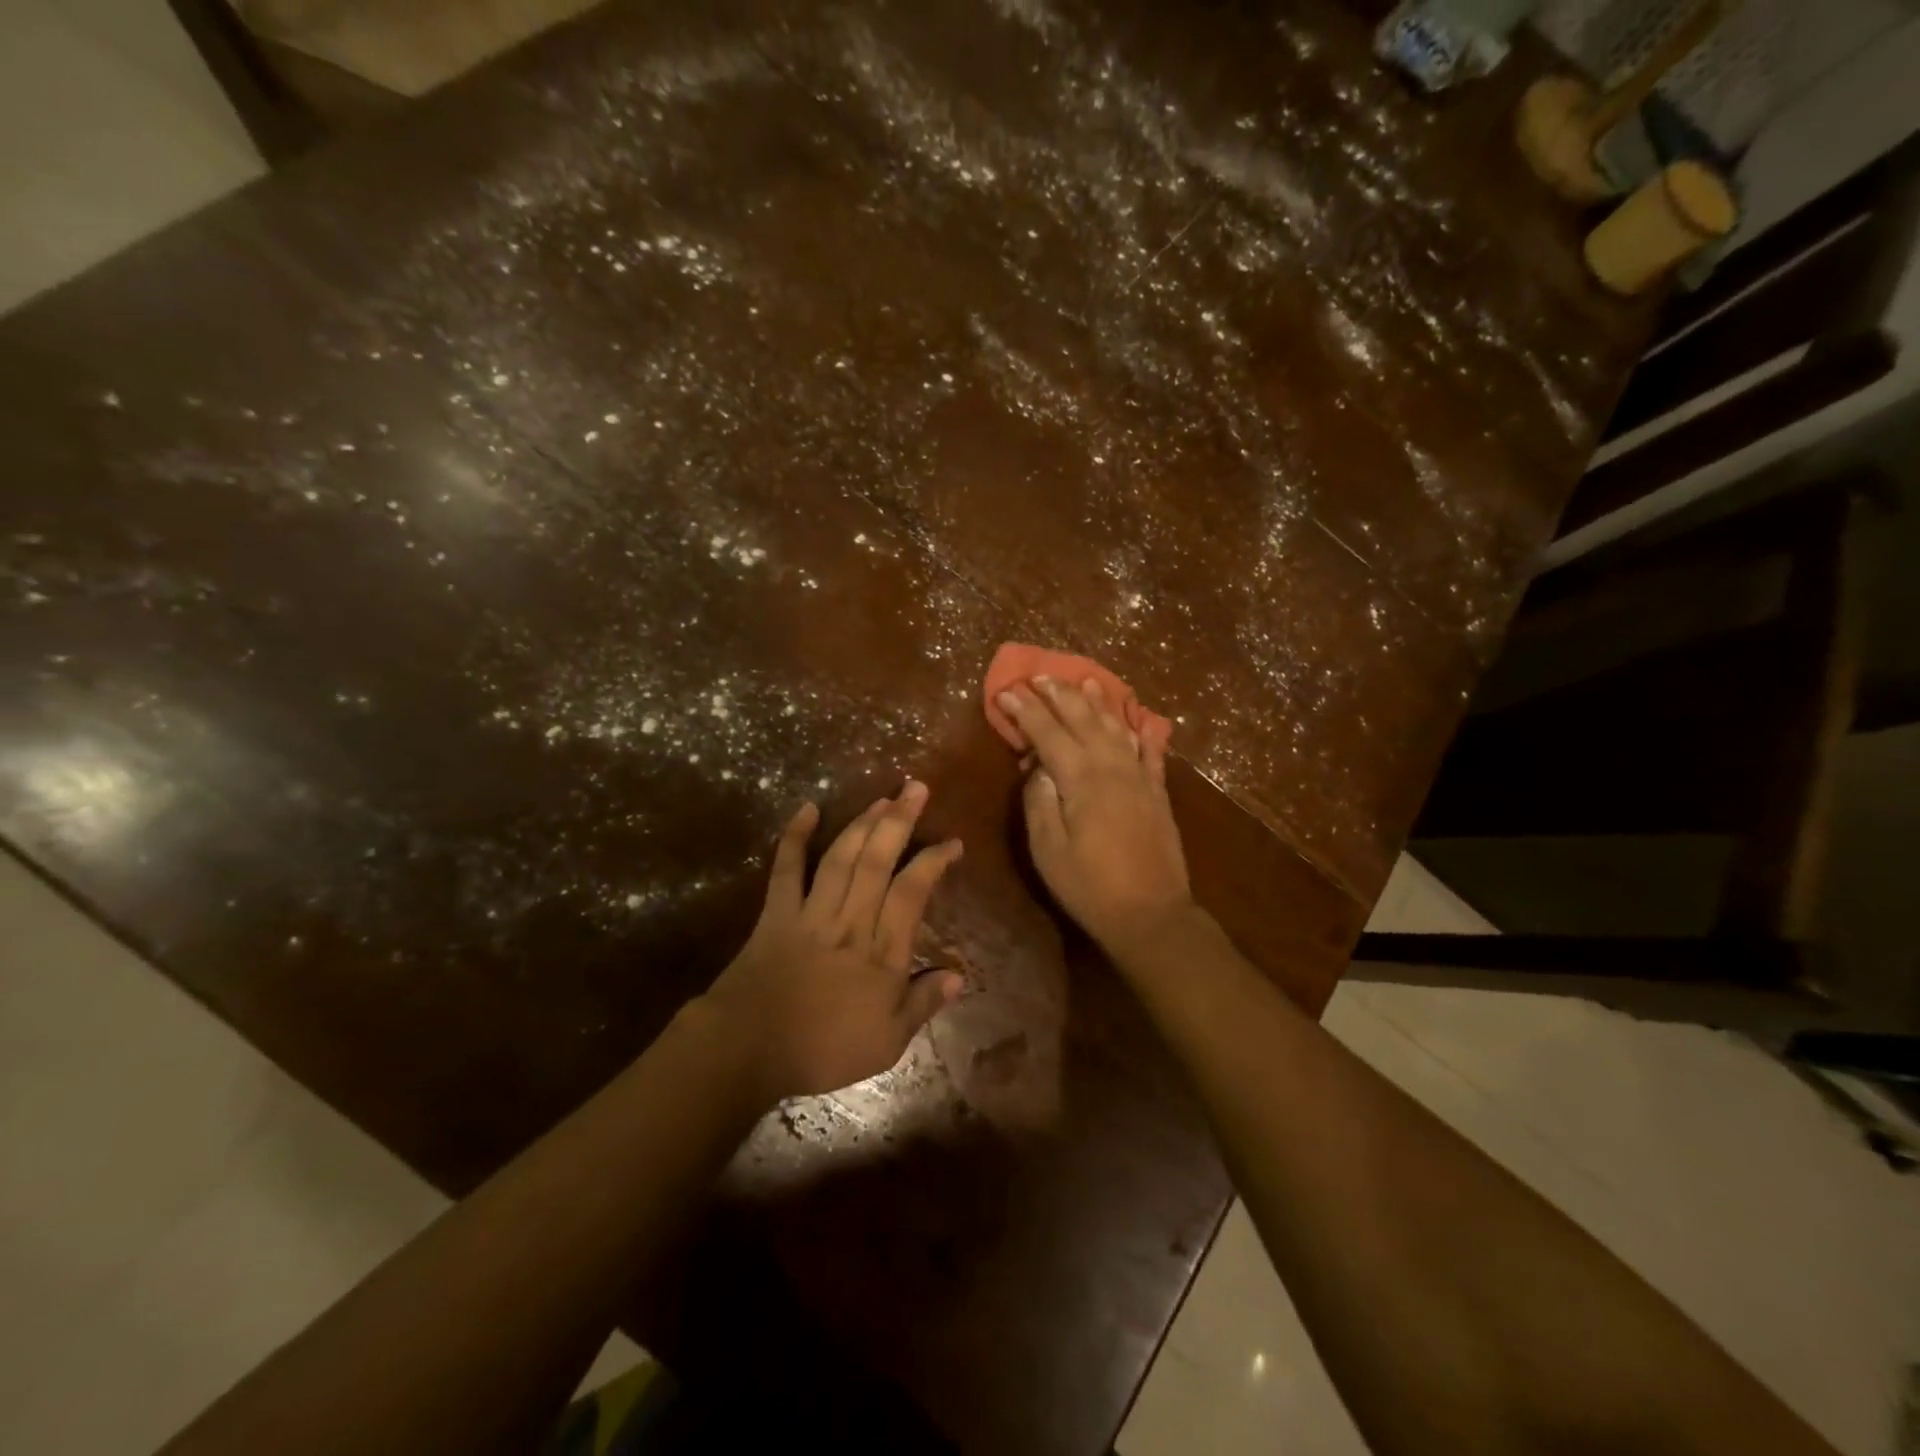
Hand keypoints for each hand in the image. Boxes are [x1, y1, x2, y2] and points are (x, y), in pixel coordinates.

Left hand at [701, 781, 964, 1101]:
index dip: (933, 862)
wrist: (749, 1049)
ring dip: (862, 823)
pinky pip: (787, 869)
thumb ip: (922, 1004)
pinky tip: (807, 809)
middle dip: (899, 821)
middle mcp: (850, 922)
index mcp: (881, 953)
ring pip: (841, 858)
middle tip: (916, 788)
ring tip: (882, 798)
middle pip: (877, 862)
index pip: (913, 893)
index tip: (951, 842)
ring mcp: (811, 913)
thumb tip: (959, 977)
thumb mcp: (887, 1042)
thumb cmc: (823, 1049)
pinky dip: (794, 837)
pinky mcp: (777, 913)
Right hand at [998, 677, 1194, 951]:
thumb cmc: (1089, 885)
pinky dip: (1139, 729)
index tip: (1005, 692)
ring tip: (1083, 681)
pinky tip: (1133, 718)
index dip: (1024, 711)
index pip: (1047, 732)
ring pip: (1116, 726)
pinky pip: (1148, 749)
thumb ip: (1039, 800)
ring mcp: (1139, 776)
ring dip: (1097, 702)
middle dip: (1058, 695)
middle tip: (1039, 676)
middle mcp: (1112, 766)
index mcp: (1080, 778)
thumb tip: (1038, 766)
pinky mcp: (1157, 790)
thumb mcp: (1047, 848)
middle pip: (1082, 719)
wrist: (1151, 913)